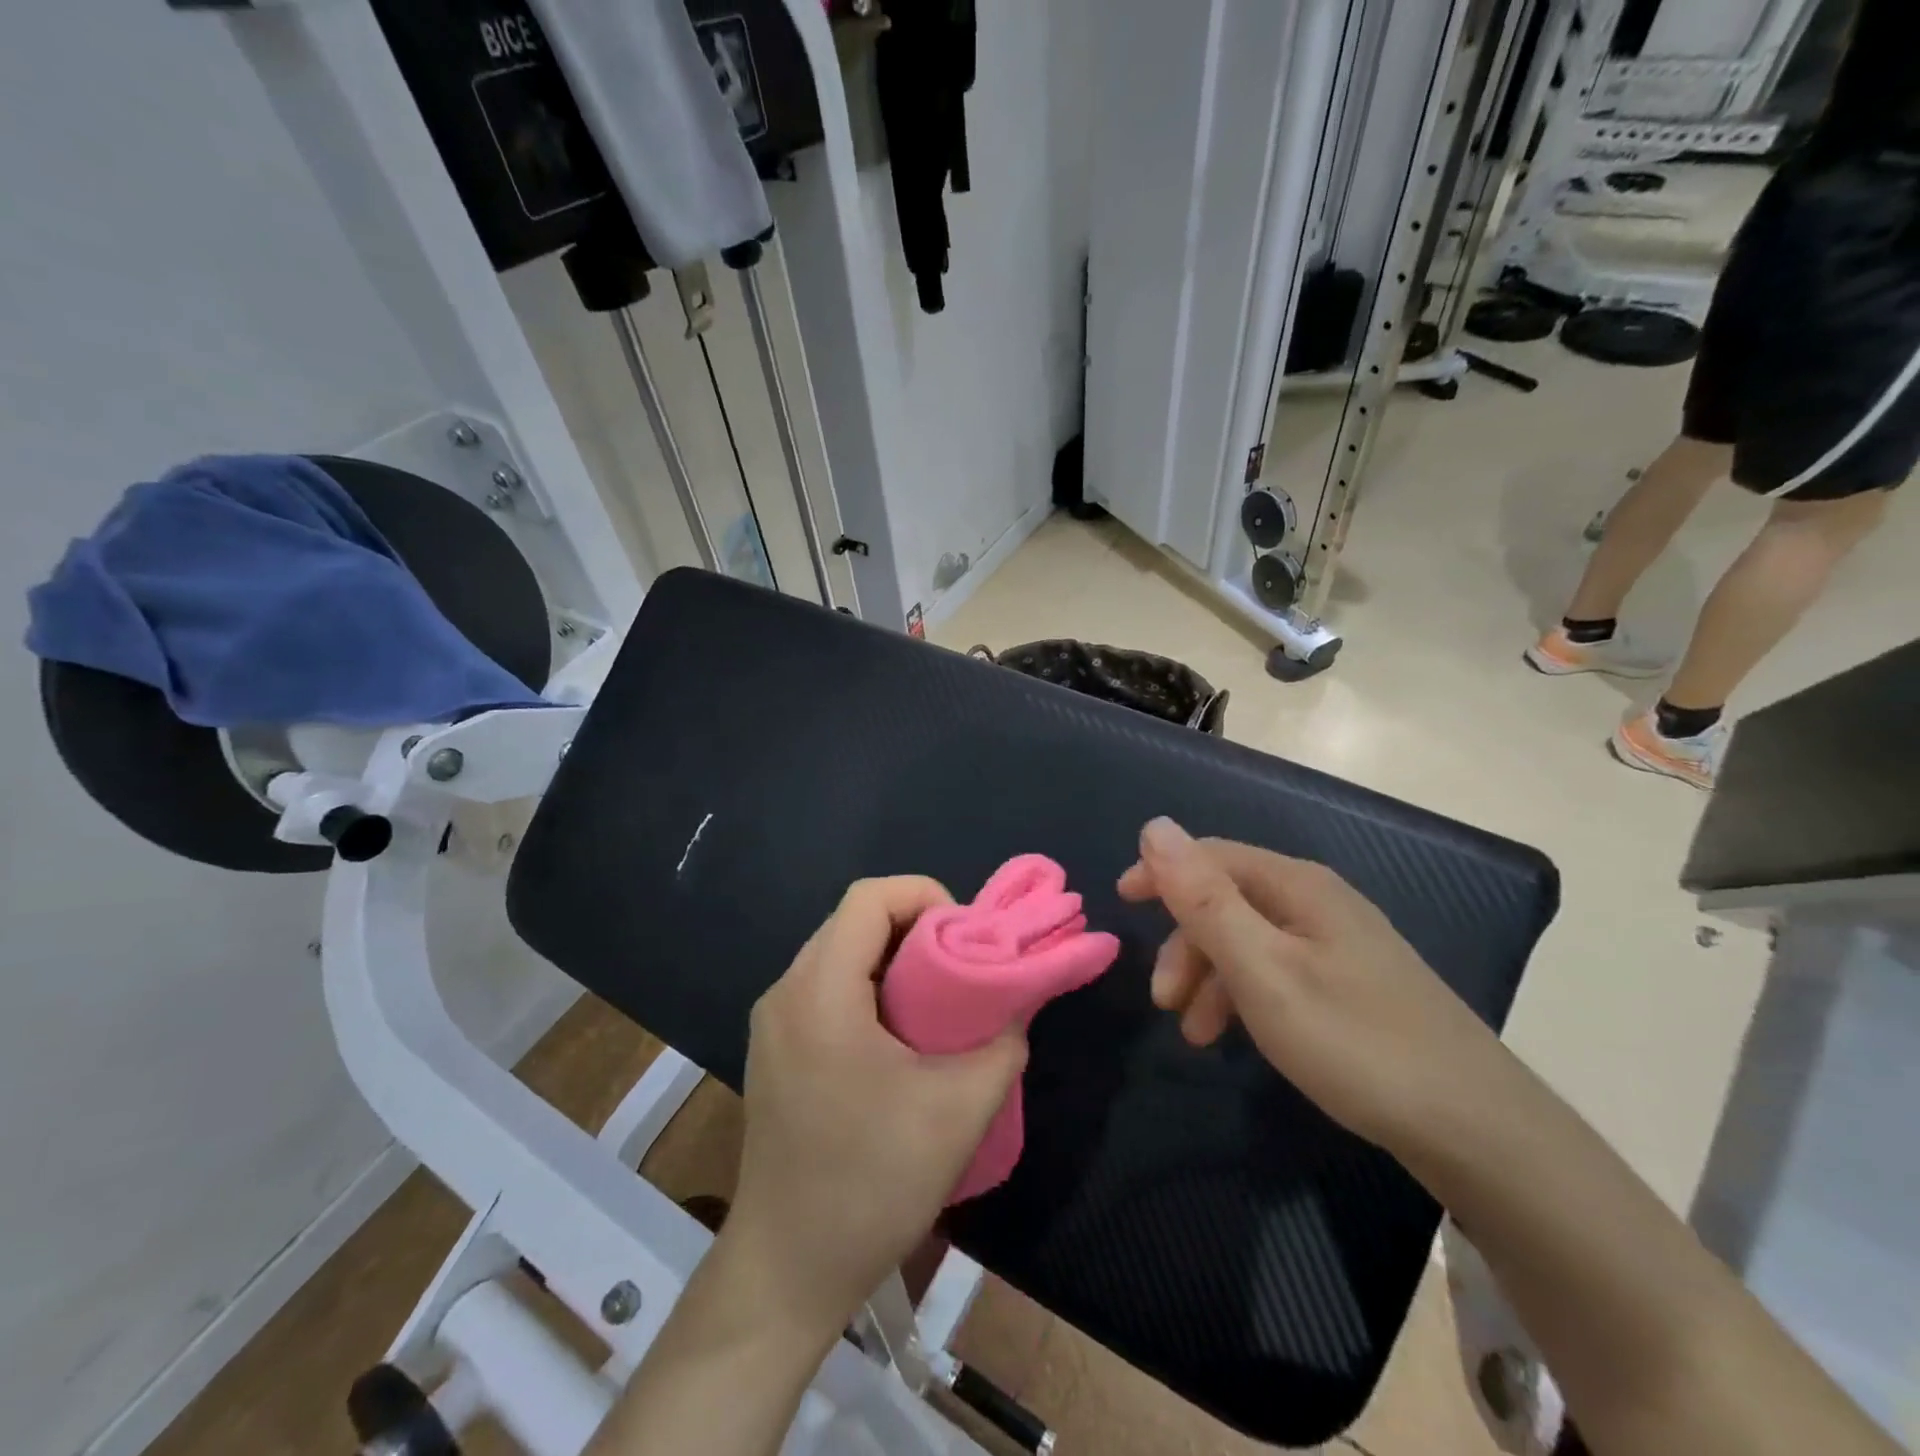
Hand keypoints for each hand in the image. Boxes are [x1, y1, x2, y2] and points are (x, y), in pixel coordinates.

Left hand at [721, 877, 1028, 1338]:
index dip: (926, 896)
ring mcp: (773, 1023)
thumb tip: (1016, 1005)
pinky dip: (870, 988)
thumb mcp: (958, 1111)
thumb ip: (1002, 1043)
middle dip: (917, 928)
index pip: (869, 898)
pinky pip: (827, 989)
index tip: (968, 938)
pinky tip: (902, 1035)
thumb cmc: (870, 1184)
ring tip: (942, 999)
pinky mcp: (775, 1051)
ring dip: (894, 960)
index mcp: (819, 991)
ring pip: (840, 954)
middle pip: (854, 921)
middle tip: (965, 967)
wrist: (786, 1273)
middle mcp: (786, 992)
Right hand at [1118, 818, 1508, 1153]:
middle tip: (1163, 1001)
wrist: (1478, 1131)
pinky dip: (1243, 996)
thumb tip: (1155, 826)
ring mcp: (1340, 945)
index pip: (1210, 855)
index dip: (1160, 873)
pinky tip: (1237, 1036)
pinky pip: (1276, 972)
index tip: (1121, 906)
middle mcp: (1318, 902)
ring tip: (1196, 1033)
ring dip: (1210, 976)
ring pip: (1249, 941)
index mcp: (1297, 886)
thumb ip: (1203, 898)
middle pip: (1227, 900)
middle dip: (1185, 942)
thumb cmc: (1354, 1041)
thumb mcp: (1262, 969)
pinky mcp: (1352, 985)